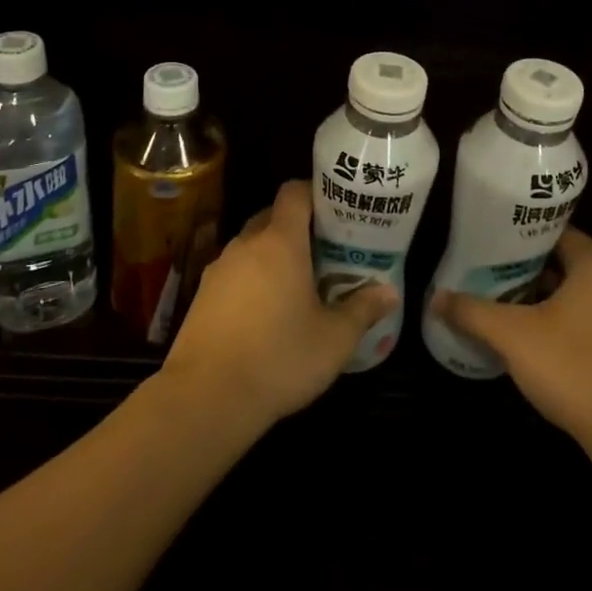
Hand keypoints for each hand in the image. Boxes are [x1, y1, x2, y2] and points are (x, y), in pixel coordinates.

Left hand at [159, 179, 396, 431]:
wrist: (206, 397)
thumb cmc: (279, 358)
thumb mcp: (334, 340)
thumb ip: (362, 309)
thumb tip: (389, 293)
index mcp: (280, 242)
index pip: (294, 193)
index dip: (314, 193)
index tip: (336, 212)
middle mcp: (246, 245)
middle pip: (272, 217)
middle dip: (297, 227)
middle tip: (325, 251)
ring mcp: (219, 269)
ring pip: (250, 246)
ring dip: (272, 255)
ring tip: (298, 284)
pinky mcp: (202, 295)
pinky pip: (233, 272)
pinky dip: (251, 279)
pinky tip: (265, 312)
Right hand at [431, 227, 591, 460]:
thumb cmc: (574, 369)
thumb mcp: (512, 337)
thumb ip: (472, 312)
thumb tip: (435, 298)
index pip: (557, 234)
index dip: (522, 240)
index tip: (493, 249)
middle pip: (572, 264)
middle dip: (535, 273)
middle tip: (496, 281)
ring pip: (589, 294)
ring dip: (557, 300)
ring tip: (517, 311)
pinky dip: (580, 324)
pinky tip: (553, 346)